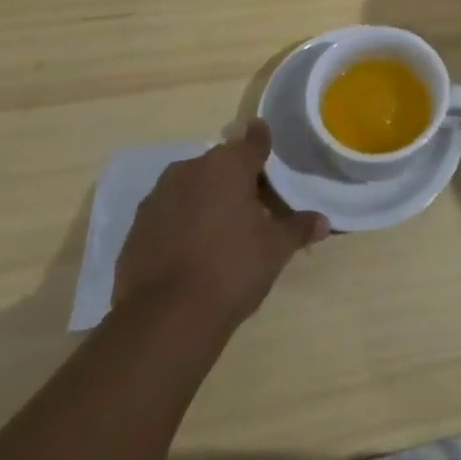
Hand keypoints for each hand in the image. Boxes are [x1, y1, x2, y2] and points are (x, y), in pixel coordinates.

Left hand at [113, 120, 329, 331]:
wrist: (165, 319)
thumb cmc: (232, 269)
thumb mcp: (276, 250)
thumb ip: (298, 228)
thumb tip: (323, 221)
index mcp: (228, 165)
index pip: (253, 140)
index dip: (263, 143)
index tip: (268, 147)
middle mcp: (191, 169)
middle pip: (221, 165)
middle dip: (236, 179)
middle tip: (254, 207)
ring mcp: (159, 197)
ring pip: (192, 187)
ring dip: (206, 200)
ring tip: (222, 231)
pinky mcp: (136, 227)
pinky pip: (169, 214)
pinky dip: (182, 223)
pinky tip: (192, 252)